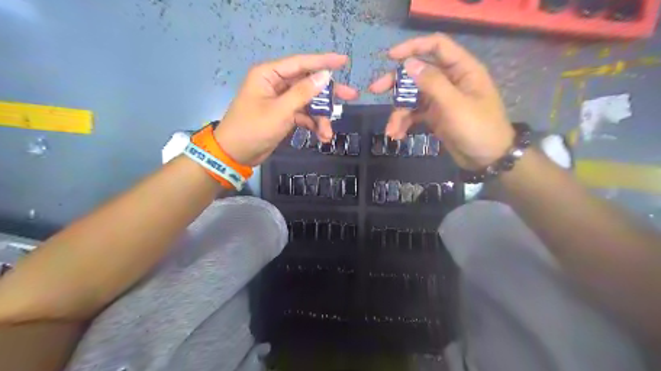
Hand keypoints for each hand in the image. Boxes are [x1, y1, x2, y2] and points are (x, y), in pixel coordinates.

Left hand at [213, 52, 359, 164]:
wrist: (235, 154)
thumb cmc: (253, 129)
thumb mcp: (280, 111)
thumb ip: (303, 93)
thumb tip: (325, 76)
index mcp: (269, 75)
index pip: (301, 63)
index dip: (324, 62)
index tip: (344, 61)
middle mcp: (276, 84)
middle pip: (308, 84)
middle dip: (328, 94)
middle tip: (351, 97)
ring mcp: (280, 101)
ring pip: (308, 102)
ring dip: (320, 117)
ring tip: (327, 134)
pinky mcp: (283, 115)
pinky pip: (303, 115)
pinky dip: (312, 125)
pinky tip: (321, 136)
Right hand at [369, 33, 512, 168]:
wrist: (488, 159)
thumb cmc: (477, 128)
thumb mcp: (454, 105)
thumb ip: (432, 83)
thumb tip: (409, 64)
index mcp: (461, 70)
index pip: (436, 47)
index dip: (413, 47)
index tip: (390, 57)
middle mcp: (450, 81)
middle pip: (418, 73)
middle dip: (396, 83)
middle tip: (375, 90)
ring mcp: (441, 99)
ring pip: (413, 97)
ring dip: (399, 112)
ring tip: (390, 130)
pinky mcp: (435, 116)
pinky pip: (415, 114)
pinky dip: (404, 123)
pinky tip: (397, 135)